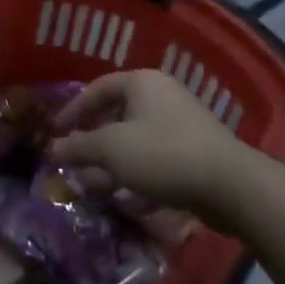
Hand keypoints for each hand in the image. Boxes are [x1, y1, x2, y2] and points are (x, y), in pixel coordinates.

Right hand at [50, 70, 251, 216]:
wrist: (230, 185)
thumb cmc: (162, 154)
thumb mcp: (111, 149)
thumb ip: (78, 147)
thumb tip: (54, 148)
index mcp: (142, 83)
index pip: (98, 88)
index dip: (73, 110)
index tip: (56, 132)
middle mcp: (162, 97)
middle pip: (116, 116)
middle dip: (92, 143)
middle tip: (74, 163)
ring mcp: (181, 125)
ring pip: (135, 142)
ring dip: (112, 164)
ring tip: (94, 188)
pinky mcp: (194, 153)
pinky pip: (155, 160)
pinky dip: (137, 175)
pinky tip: (126, 199)